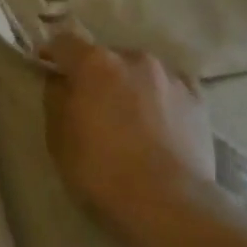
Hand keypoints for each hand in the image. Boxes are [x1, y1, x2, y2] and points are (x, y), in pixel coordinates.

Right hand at [40, 25, 215, 246]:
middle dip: (96, 74)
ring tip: (131, 116)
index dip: (53, 54)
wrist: (169, 205)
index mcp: (95, 63)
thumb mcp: (59, 139)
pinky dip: (161, 97)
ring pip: (140, 71)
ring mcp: (170, 76)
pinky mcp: (198, 99)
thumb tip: (62, 83)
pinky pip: (171, 88)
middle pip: (106, 56)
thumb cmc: (102, 172)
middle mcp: (133, 58)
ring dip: (130, 84)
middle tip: (93, 103)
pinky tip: (161, 121)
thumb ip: (56, 100)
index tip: (48, 69)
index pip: (65, 41)